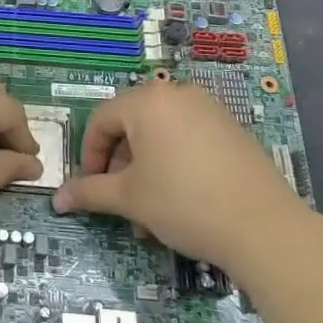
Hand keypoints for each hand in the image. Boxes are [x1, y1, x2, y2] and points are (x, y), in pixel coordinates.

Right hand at [51, 81, 304, 268]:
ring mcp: (209, 110)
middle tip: (121, 202)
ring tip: (150, 214)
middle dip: (121, 166)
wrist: (264, 228)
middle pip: (132, 126)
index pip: (101, 120)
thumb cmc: (184, 203)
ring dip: (147, 171)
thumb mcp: (130, 198)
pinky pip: (189, 140)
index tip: (90, 188)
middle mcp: (177, 94)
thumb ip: (90, 192)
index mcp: (147, 101)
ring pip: (161, 136)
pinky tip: (181, 203)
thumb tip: (57, 199)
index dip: (89, 155)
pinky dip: (175, 165)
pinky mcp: (232, 130)